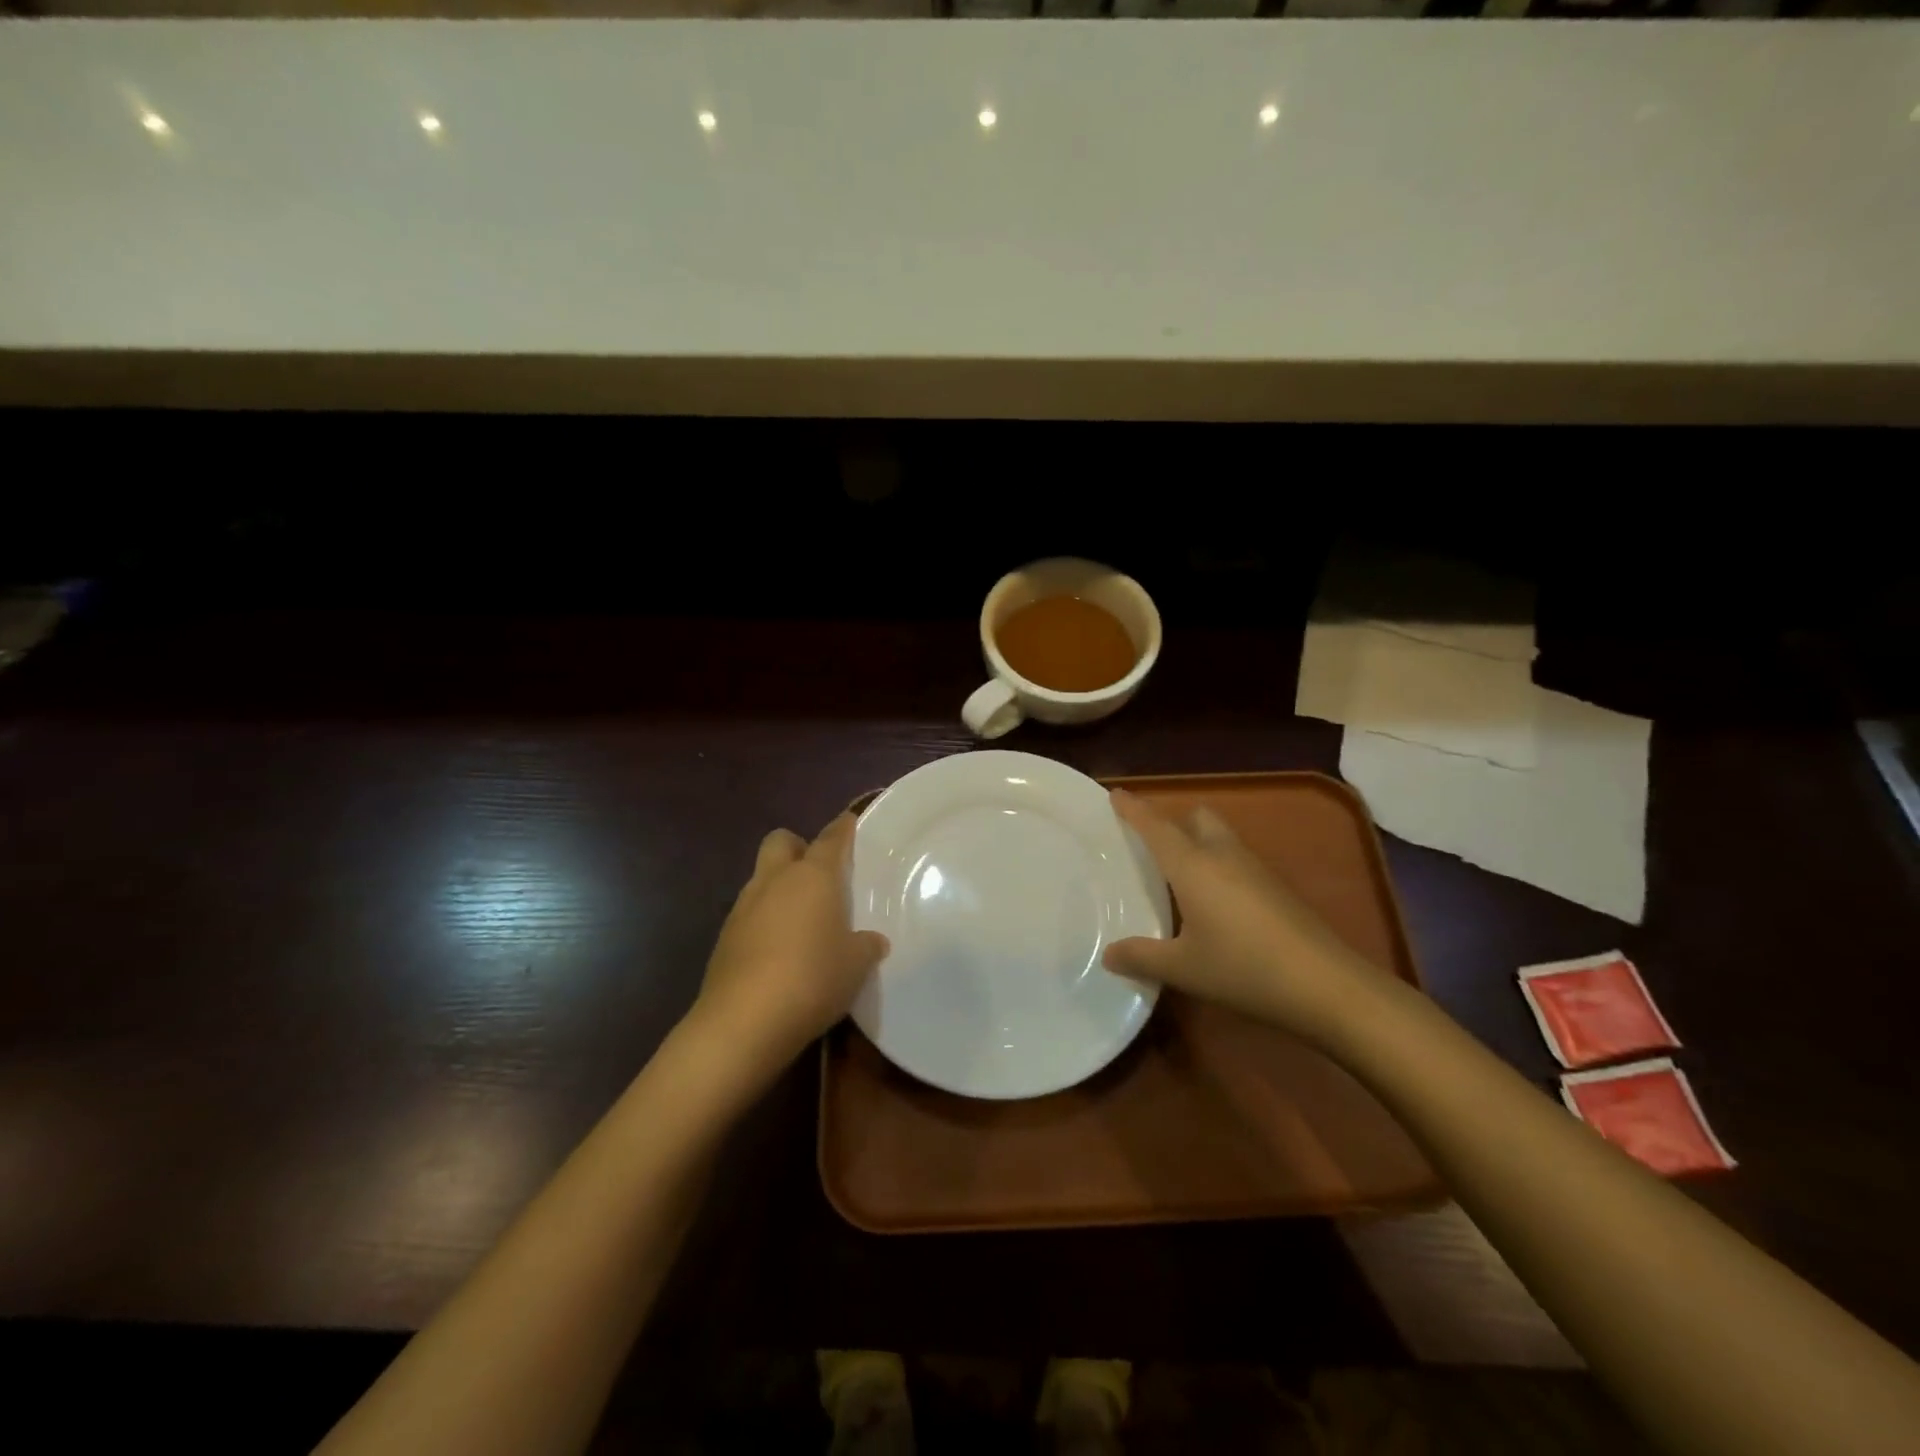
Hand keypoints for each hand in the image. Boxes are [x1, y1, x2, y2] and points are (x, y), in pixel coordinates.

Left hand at [689, 813, 888, 1084]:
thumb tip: (872, 941)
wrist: (743, 1022)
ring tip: (801, 919)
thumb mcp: (855, 965)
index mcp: (812, 876)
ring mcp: (743, 907)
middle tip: (818, 874)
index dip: (842, 828)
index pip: (830, 839)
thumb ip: (866, 945)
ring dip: (779, 887)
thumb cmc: (813, 978)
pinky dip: (764, 921)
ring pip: (762, 878)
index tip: (850, 822)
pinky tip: (779, 951)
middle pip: (781, 841)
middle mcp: (774, 880)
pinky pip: (749, 914)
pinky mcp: (724, 938)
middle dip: (798, 848)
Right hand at [1103, 789, 1386, 1045]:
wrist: (1327, 985)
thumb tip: (1108, 954)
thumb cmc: (1243, 968)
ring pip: (1221, 839)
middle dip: (1174, 821)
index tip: (1116, 793)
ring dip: (1198, 844)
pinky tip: (1214, 905)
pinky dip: (1218, 867)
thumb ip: (1142, 957)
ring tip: (1178, 877)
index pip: (1156, 827)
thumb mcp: (1183, 969)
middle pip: (1197, 818)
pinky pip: (1237, 862)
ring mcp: (1256, 870)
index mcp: (1193, 866)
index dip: (1134, 809)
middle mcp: (1223, 856)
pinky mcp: (1277, 890)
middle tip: (1152, 845)